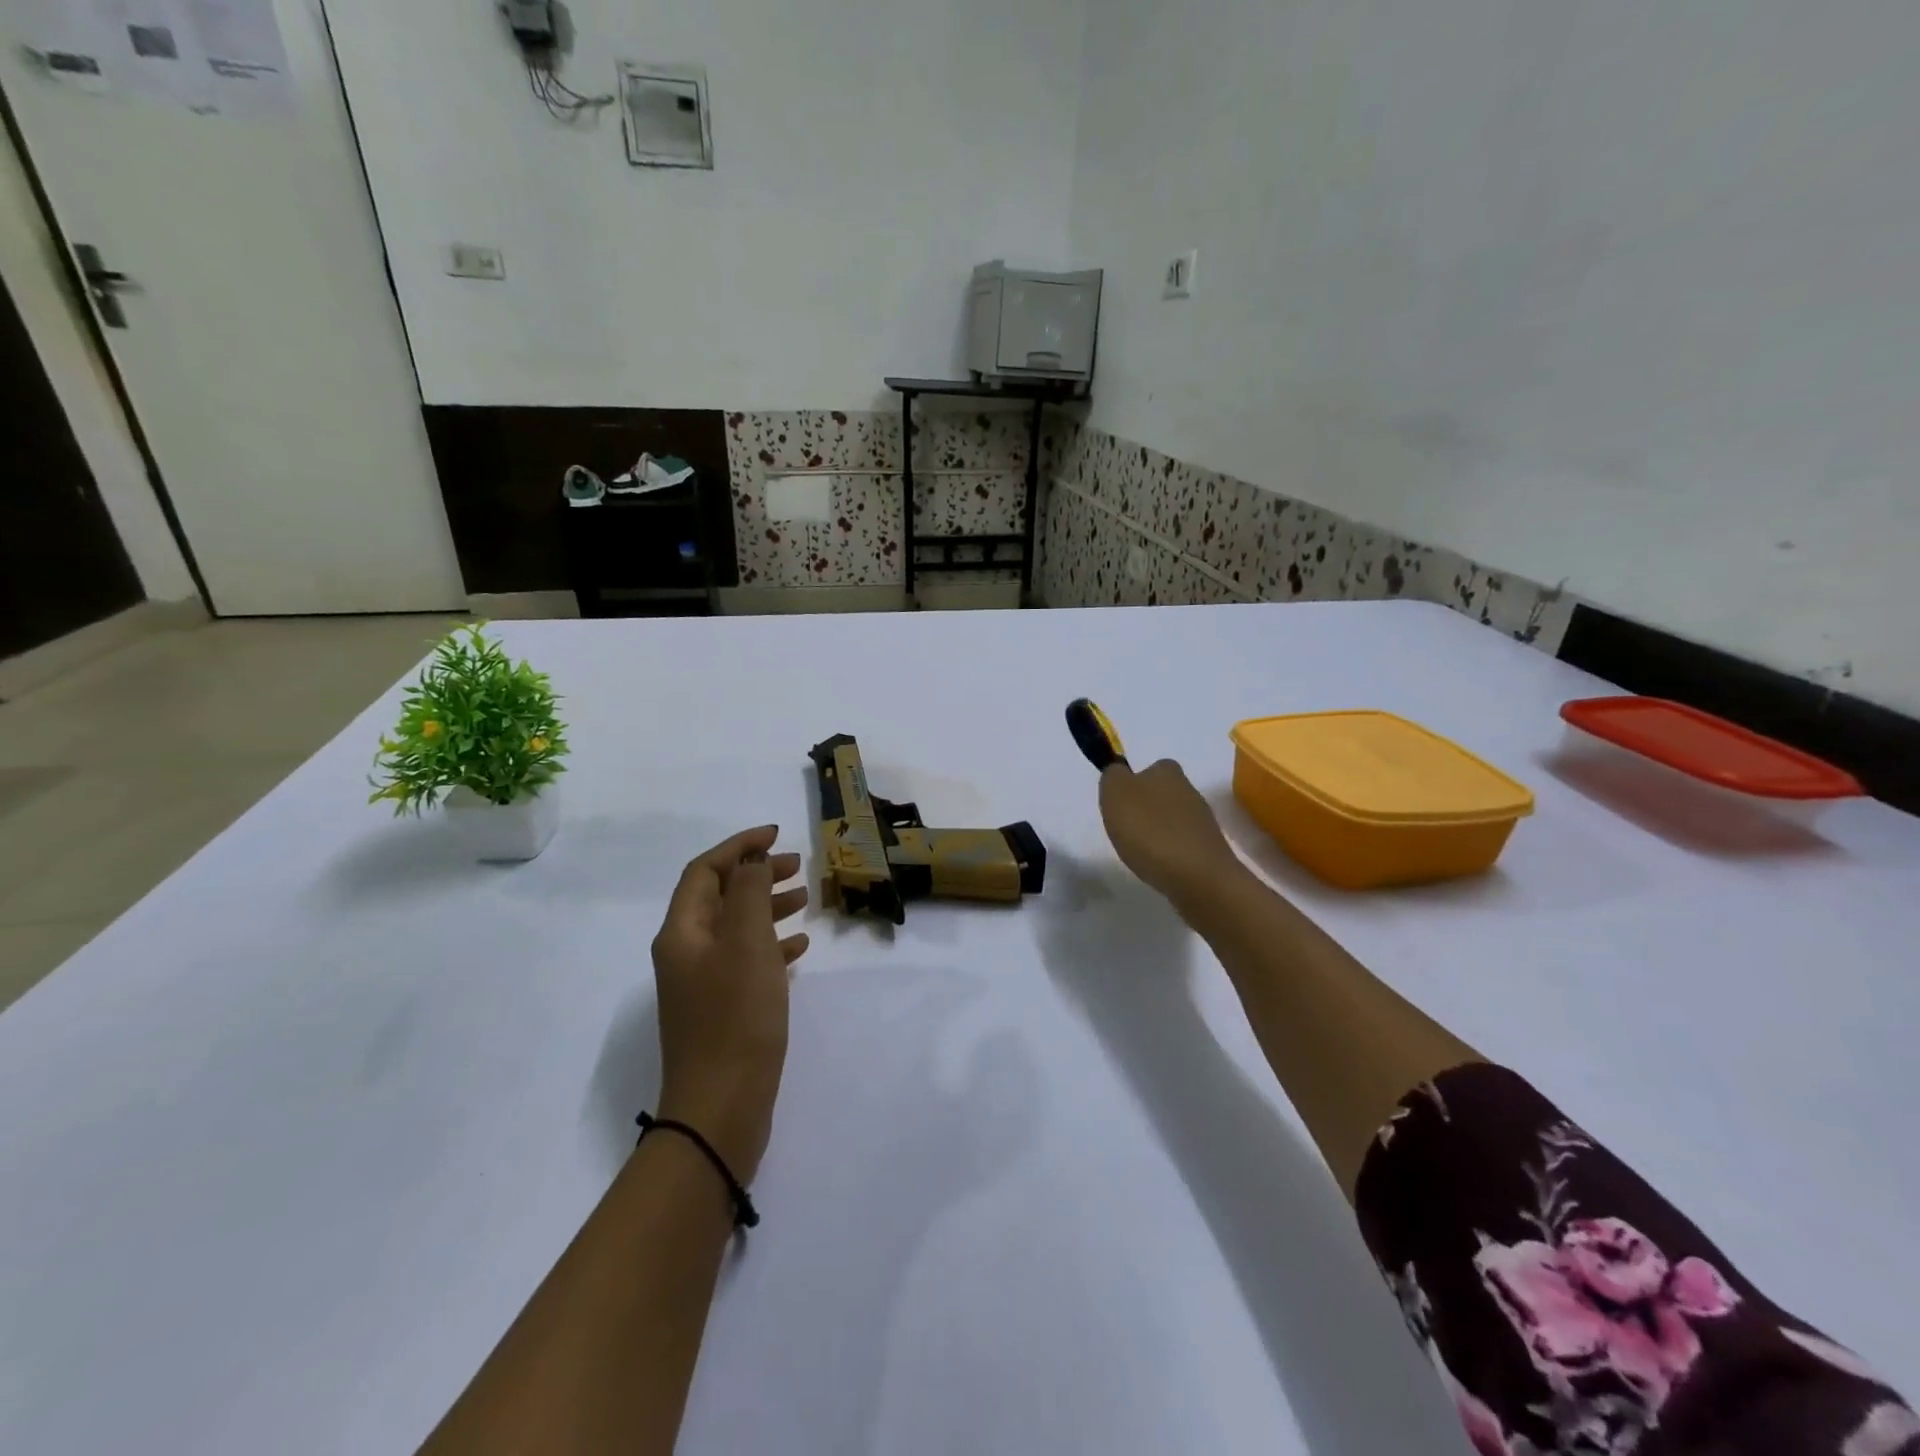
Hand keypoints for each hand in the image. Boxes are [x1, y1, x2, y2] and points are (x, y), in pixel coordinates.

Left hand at [650, 826, 809, 1183]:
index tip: (777, 835)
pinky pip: (746, 961)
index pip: (705, 871)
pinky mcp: (722, 1009)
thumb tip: (752, 859)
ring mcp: (702, 983)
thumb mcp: (747, 943)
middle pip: (720, 897)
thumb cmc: (735, 1016)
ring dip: (768, 908)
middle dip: (757, 874)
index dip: (739, 846)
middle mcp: (685, 952)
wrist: (721, 1107)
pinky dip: (771, 946)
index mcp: (682, 932)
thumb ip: (751, 892)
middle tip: (798, 867)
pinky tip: (800, 949)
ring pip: (736, 928)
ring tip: (805, 901)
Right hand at [1098, 758, 1243, 906]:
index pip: (1151, 768)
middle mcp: (1190, 790)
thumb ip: (1113, 776)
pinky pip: (1182, 845)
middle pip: (1162, 795)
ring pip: (1173, 820)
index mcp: (1168, 771)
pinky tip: (1159, 868)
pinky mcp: (1210, 850)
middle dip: (1146, 810)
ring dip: (1158, 833)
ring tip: (1140, 853)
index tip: (1120, 806)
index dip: (1134, 784)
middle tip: (1126, 831)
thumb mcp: (1116, 793)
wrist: (1198, 878)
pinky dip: (1169, 854)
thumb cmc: (1150, 831)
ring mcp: (1203, 822)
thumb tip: (1119, 774)